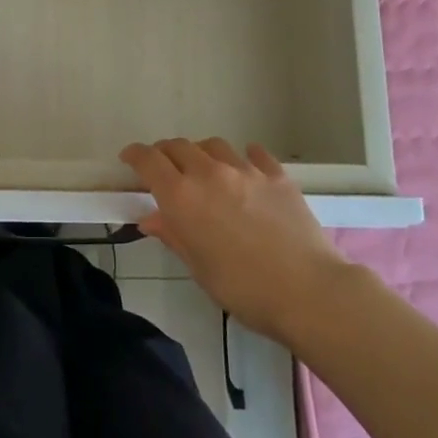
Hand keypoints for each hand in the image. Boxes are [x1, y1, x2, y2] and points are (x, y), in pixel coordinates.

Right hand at [120, 137, 349, 344]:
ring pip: (213, 145)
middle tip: (164, 168)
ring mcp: (245, 170)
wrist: (308, 291)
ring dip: (201, 153)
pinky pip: (254, 154)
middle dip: (165, 153)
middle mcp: (209, 173)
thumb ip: (174, 235)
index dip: (135, 155)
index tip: (129, 158)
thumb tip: (151, 218)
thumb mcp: (199, 268)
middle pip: (178, 146)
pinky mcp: (276, 175)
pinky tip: (246, 168)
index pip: (149, 161)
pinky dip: (243, 156)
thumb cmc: (244, 289)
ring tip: (204, 169)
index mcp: (182, 197)